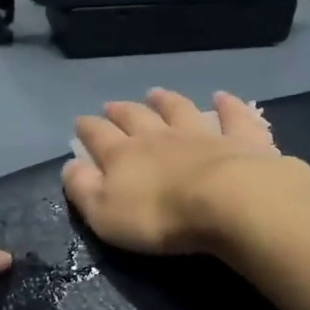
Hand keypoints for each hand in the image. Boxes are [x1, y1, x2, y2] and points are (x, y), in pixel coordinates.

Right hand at [63, 89, 303, 254]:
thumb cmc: (159, 216)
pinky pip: (232, 117)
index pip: (98, 136)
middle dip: (121, 111)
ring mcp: (201, 134)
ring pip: (179, 110)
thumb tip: (70, 166)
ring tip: (156, 92)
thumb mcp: (105, 213)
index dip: (87, 129)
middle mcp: (159, 137)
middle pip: (136, 117)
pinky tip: (222, 96)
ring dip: (166, 100)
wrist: (227, 202)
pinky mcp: (240, 140)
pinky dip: (227, 105)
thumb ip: (83, 189)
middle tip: (112, 105)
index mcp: (123, 156)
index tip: (80, 122)